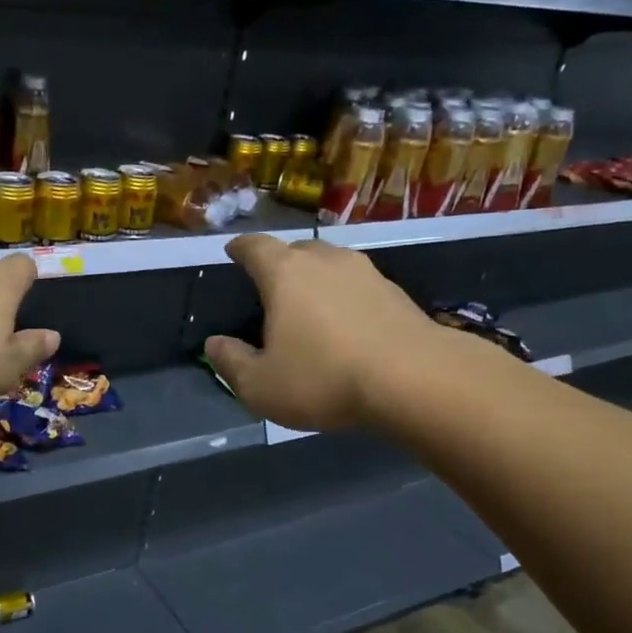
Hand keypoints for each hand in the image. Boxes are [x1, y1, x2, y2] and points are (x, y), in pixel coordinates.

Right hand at [203, 236, 448, 431]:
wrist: (416, 380)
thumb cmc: (324, 378)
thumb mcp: (260, 385)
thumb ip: (231, 362)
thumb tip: (215, 344)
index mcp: (285, 274)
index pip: (254, 247)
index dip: (240, 248)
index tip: (232, 252)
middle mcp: (325, 261)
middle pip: (296, 249)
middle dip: (279, 262)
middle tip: (270, 286)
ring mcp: (366, 273)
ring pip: (331, 264)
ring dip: (316, 278)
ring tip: (309, 304)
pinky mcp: (396, 293)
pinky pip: (358, 285)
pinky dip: (345, 297)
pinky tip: (346, 324)